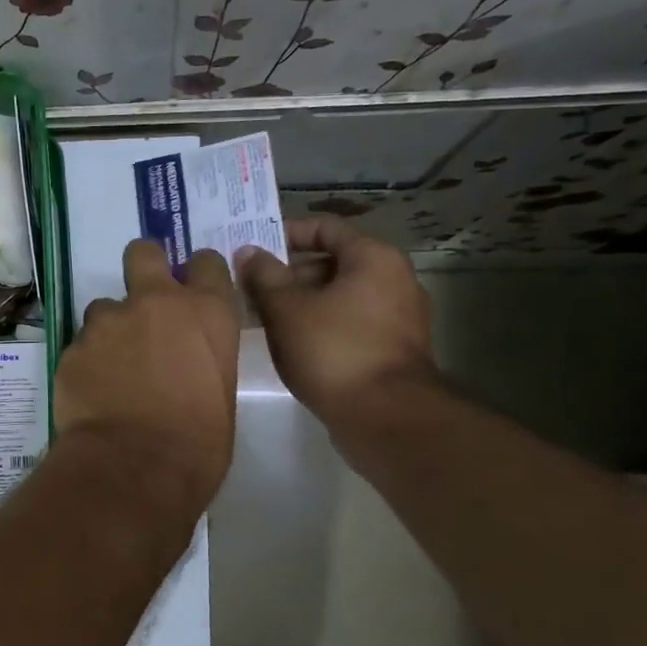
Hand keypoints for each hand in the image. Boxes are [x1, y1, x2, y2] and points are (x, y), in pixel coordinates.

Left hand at [55, 240, 240, 513]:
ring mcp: (109, 321)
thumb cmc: (197, 443)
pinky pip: (82, 343)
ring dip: (110, 328)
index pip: (207, 263)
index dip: (198, 272)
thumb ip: (203, 357)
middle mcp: (156, 303)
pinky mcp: (73, 345)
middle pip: (143, 253)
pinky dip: (88, 361)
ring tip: (113, 368)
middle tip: (143, 299)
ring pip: (104, 306)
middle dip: (143, 266)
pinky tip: (94, 391)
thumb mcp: (221, 393)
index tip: (192, 288)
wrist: (134, 467)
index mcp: (206, 312)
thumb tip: (188, 360)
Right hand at [236, 218, 435, 431]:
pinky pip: (349, 320)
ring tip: (261, 315)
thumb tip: (248, 252)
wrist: (386, 417)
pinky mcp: (393, 347)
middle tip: (249, 286)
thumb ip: (264, 276)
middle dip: (288, 272)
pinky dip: (319, 322)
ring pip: (339, 294)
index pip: (324, 227)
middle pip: (332, 261)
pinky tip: (289, 340)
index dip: (284, 233)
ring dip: (300, 300)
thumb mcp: (286, 309)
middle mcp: (394, 278)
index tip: (251, 249)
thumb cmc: (333, 350)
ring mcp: (398, 315)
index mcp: (373, 258)